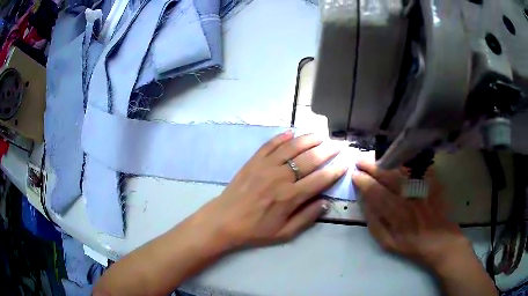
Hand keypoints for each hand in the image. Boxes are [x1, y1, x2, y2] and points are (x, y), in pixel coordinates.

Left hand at [191, 131, 346, 250]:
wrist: (224, 220)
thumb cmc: (255, 230)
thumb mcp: (284, 233)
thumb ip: (306, 217)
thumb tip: (325, 201)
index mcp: (290, 197)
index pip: (320, 179)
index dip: (336, 170)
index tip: (346, 162)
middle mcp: (281, 177)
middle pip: (310, 159)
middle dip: (328, 150)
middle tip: (338, 144)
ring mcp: (266, 166)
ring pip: (292, 147)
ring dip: (309, 139)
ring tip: (321, 135)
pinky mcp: (253, 161)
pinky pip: (270, 145)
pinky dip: (282, 137)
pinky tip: (292, 133)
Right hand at [352, 160, 473, 271]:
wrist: (438, 239)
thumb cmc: (410, 244)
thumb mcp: (386, 241)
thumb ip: (374, 222)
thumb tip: (364, 202)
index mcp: (396, 213)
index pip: (375, 192)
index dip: (363, 182)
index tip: (354, 175)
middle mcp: (408, 197)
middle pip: (387, 175)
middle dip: (371, 166)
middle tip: (360, 160)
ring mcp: (421, 187)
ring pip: (401, 168)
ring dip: (386, 160)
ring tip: (374, 156)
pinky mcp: (432, 182)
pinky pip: (418, 165)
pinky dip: (406, 159)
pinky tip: (397, 155)